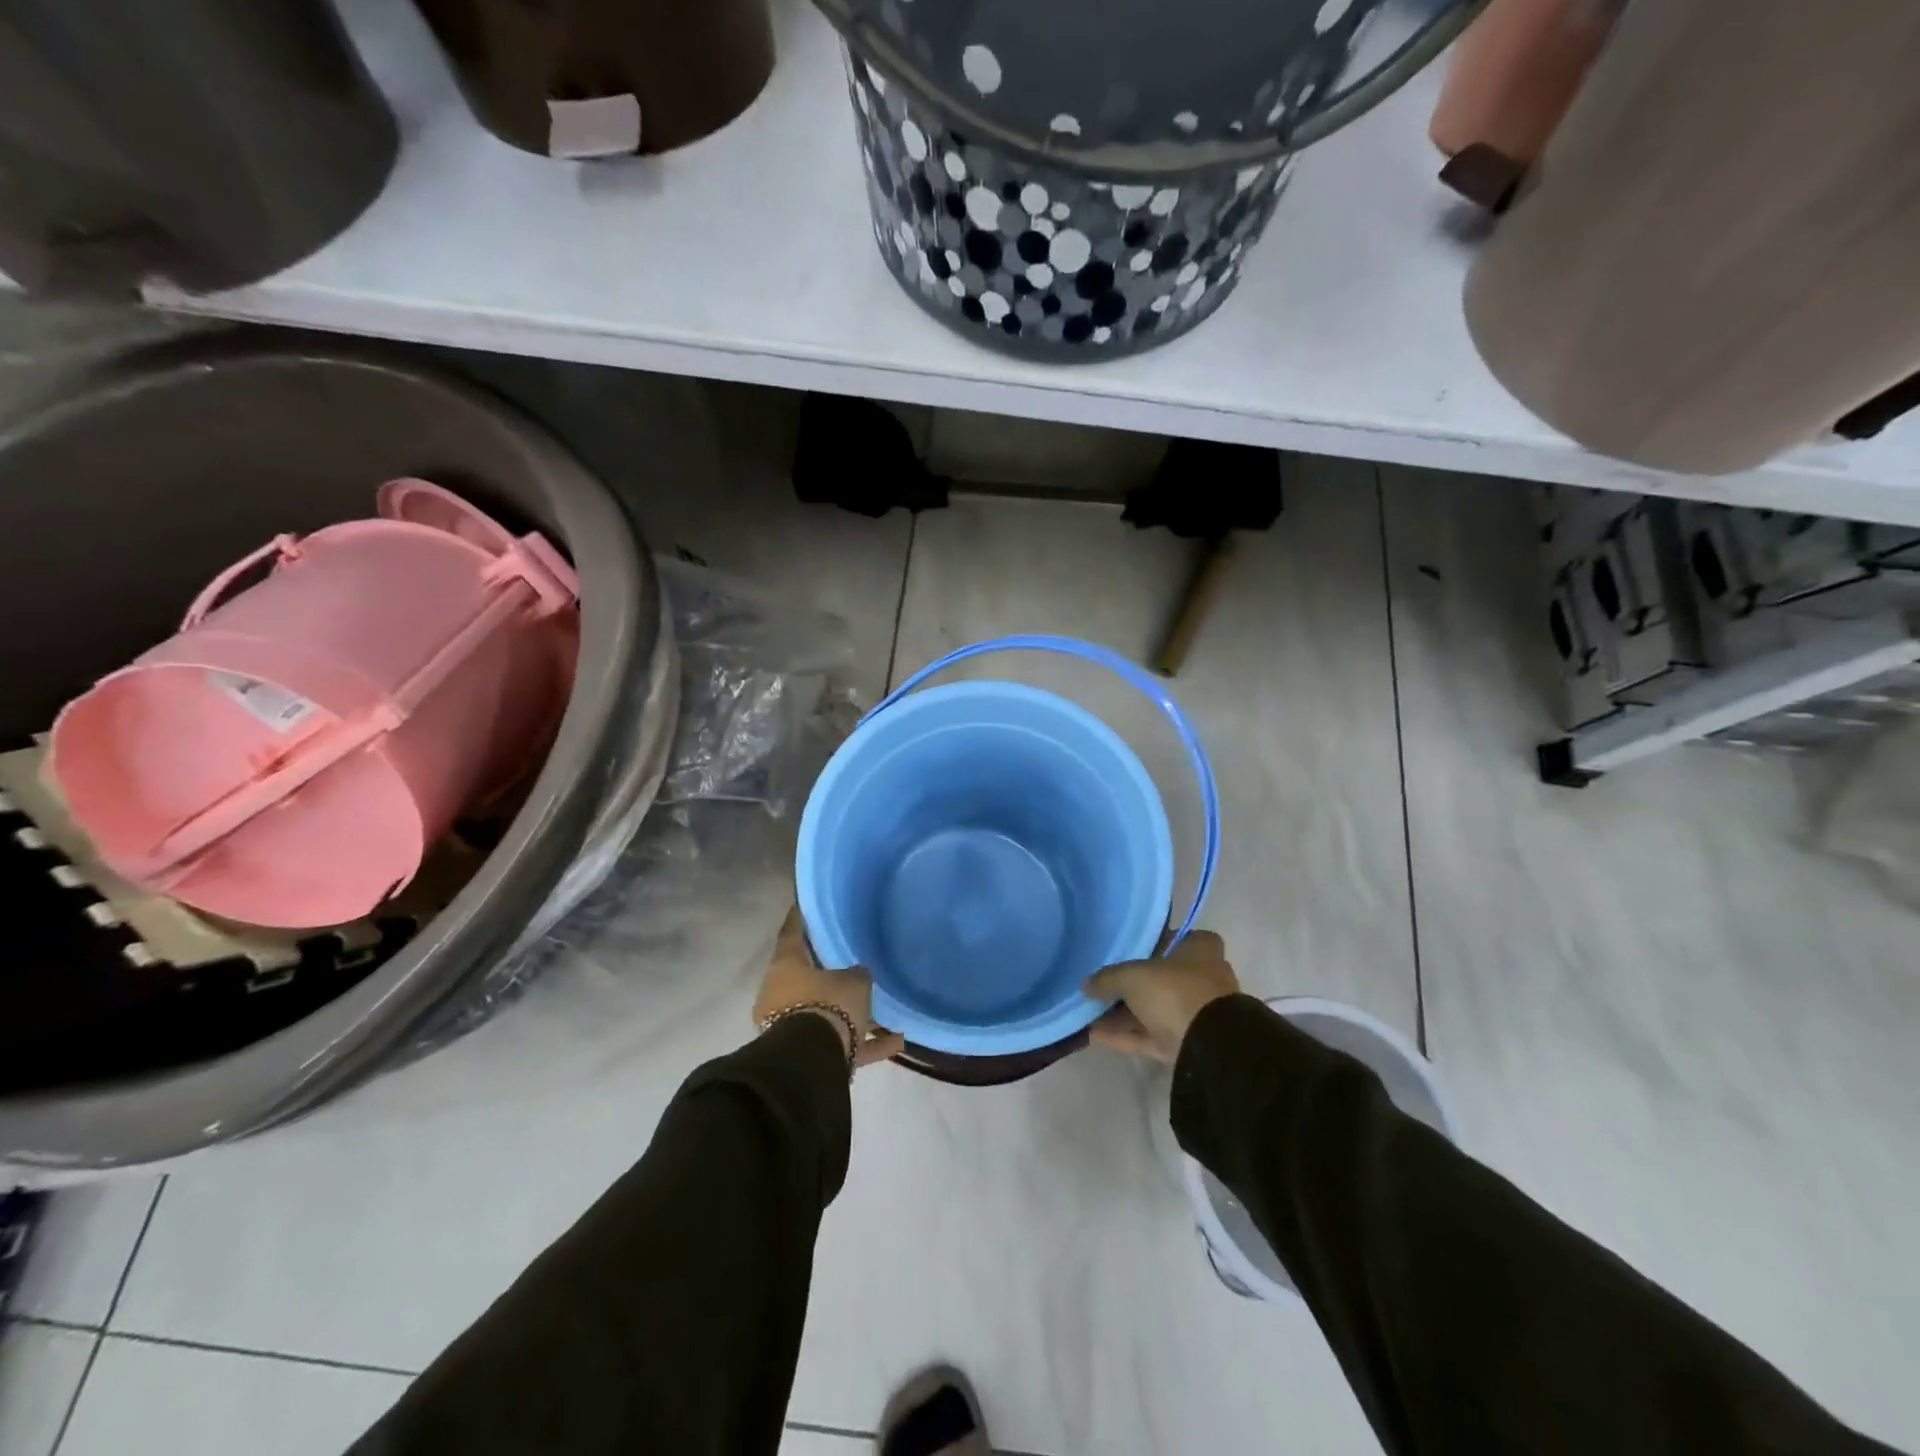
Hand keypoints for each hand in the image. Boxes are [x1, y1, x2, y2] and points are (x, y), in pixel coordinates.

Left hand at [754, 907, 904, 1069]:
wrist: (813, 1062)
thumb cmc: (828, 1004)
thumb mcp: (854, 981)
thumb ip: (857, 973)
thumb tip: (858, 973)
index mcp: (785, 966)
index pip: (792, 933)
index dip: (800, 918)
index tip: (805, 904)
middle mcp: (781, 993)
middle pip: (806, 977)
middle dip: (828, 973)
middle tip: (849, 960)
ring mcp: (790, 1026)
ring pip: (825, 1013)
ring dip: (851, 1014)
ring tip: (883, 1010)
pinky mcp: (807, 1055)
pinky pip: (840, 1043)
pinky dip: (865, 1042)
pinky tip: (897, 1041)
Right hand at [1085, 929, 1238, 1062]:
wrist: (1209, 1047)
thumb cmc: (1175, 991)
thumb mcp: (1132, 976)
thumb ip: (1107, 978)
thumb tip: (1086, 985)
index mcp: (1201, 950)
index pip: (1176, 938)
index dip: (1150, 943)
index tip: (1124, 949)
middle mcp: (1203, 978)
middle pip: (1161, 977)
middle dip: (1131, 984)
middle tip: (1100, 985)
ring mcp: (1197, 1013)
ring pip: (1155, 1009)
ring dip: (1124, 1014)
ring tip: (1089, 1012)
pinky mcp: (1188, 1043)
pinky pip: (1152, 1036)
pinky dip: (1127, 1035)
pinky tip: (1095, 1035)